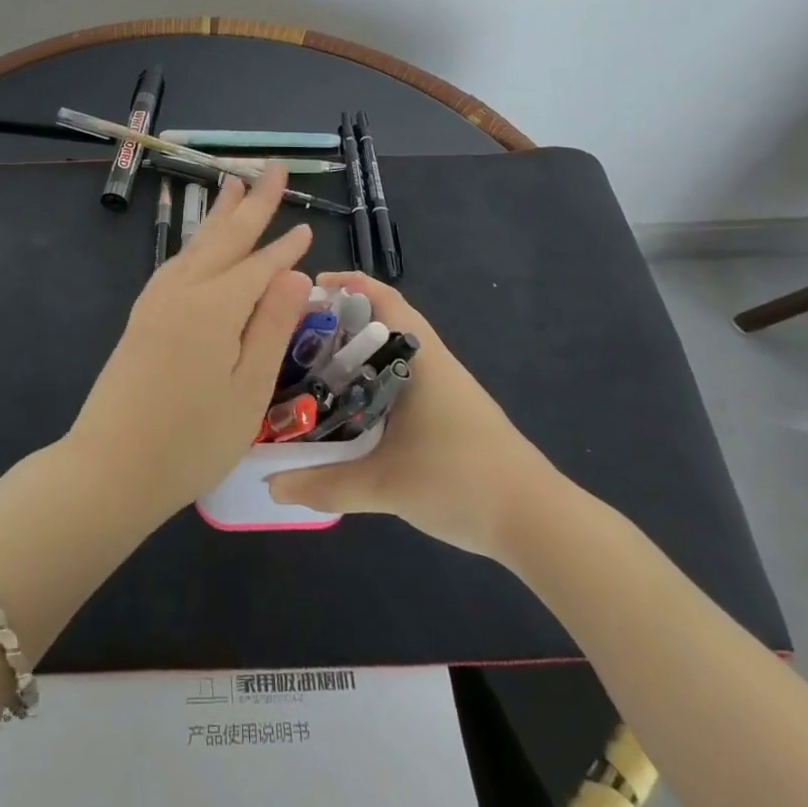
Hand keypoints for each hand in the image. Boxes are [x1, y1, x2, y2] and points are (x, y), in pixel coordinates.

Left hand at [65, 166, 313, 525]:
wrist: (110, 467)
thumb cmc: (191, 440)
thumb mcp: (248, 390)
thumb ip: (272, 326)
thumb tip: (298, 275)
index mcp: (216, 307)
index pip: (260, 266)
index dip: (285, 248)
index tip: (307, 228)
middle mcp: (184, 290)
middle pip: (225, 238)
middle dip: (252, 203)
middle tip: (271, 169)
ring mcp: (157, 300)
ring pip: (197, 245)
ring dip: (220, 215)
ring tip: (233, 186)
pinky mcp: (142, 315)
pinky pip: (177, 263)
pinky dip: (196, 243)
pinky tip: (200, 245)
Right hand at [266, 272, 567, 563]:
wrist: (537, 521)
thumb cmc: (461, 482)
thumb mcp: (385, 485)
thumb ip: (325, 483)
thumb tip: (270, 484)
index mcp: (419, 358)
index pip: (381, 298)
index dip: (345, 285)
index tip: (305, 291)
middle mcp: (432, 362)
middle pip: (381, 322)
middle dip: (338, 322)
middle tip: (293, 337)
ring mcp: (444, 388)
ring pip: (390, 354)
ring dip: (355, 353)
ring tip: (310, 369)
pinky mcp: (449, 413)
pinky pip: (400, 379)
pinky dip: (370, 380)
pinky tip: (347, 408)